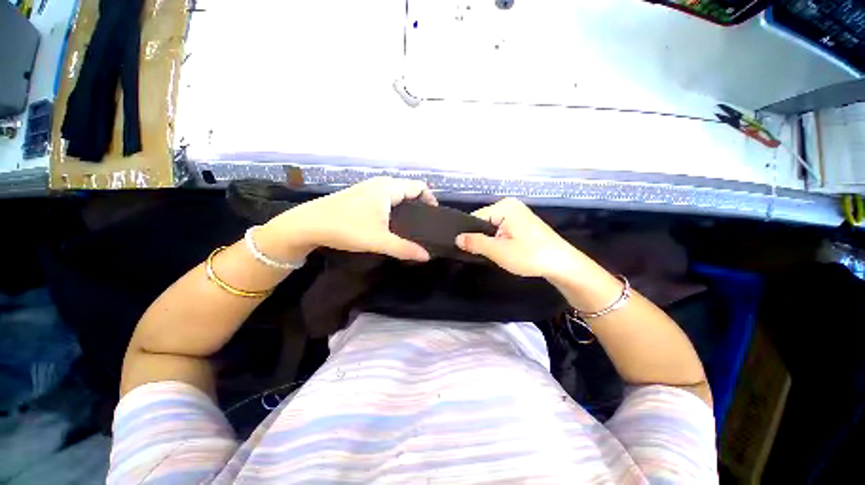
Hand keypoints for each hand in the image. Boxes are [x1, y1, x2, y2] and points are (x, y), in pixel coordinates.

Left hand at [271, 177, 437, 260]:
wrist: (307, 225)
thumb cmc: (346, 228)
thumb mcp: (378, 240)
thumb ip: (404, 248)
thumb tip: (426, 256)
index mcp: (388, 188)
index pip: (419, 187)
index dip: (430, 199)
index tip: (433, 217)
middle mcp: (380, 183)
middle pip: (408, 188)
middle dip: (419, 203)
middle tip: (423, 224)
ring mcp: (368, 188)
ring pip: (395, 192)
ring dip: (405, 205)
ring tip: (410, 225)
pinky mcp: (359, 195)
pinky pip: (385, 196)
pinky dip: (393, 206)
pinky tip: (390, 222)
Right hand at [456, 198, 584, 278]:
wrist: (563, 265)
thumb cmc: (531, 256)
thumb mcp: (499, 251)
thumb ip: (475, 243)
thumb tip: (457, 238)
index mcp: (504, 206)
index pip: (475, 217)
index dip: (469, 234)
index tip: (467, 250)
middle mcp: (510, 205)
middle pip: (483, 222)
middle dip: (481, 238)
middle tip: (482, 254)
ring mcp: (517, 213)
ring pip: (492, 228)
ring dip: (490, 241)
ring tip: (493, 254)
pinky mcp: (522, 223)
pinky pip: (502, 230)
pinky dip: (499, 240)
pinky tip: (502, 251)